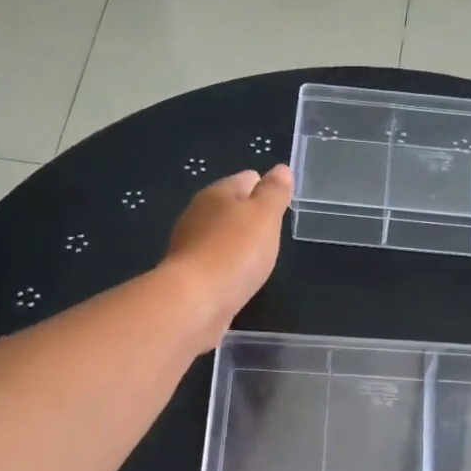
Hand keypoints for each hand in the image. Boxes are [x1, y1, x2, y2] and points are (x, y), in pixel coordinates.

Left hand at [162, 165, 292, 349]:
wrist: (195, 301)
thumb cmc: (235, 252)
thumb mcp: (265, 216)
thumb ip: (274, 193)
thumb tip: (281, 169)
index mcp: (217, 193)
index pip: (246, 179)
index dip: (265, 187)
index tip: (280, 203)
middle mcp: (198, 214)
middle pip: (229, 207)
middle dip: (249, 215)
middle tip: (271, 230)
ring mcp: (190, 246)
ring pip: (220, 235)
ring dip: (236, 242)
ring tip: (257, 255)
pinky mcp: (188, 275)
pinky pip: (213, 262)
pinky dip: (226, 265)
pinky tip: (237, 277)